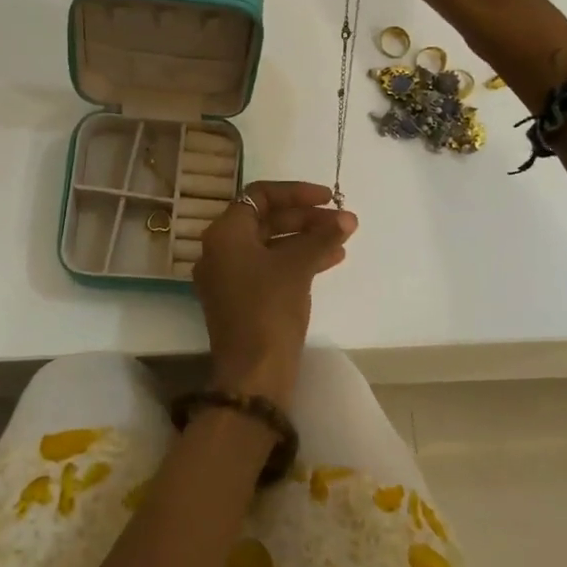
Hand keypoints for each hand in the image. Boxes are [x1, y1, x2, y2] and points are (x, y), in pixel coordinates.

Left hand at [193, 181, 356, 407]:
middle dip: (306, 218)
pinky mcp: (240, 299)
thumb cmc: (269, 308)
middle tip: (341, 221)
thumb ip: (321, 237)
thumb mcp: (297, 267)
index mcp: (224, 233)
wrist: (253, 374)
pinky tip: (331, 260)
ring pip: (270, 245)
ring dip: (306, 239)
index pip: (260, 196)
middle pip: (266, 220)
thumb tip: (346, 219)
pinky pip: (270, 268)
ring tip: (343, 240)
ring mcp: (228, 276)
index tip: (327, 198)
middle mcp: (220, 249)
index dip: (296, 192)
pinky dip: (297, 261)